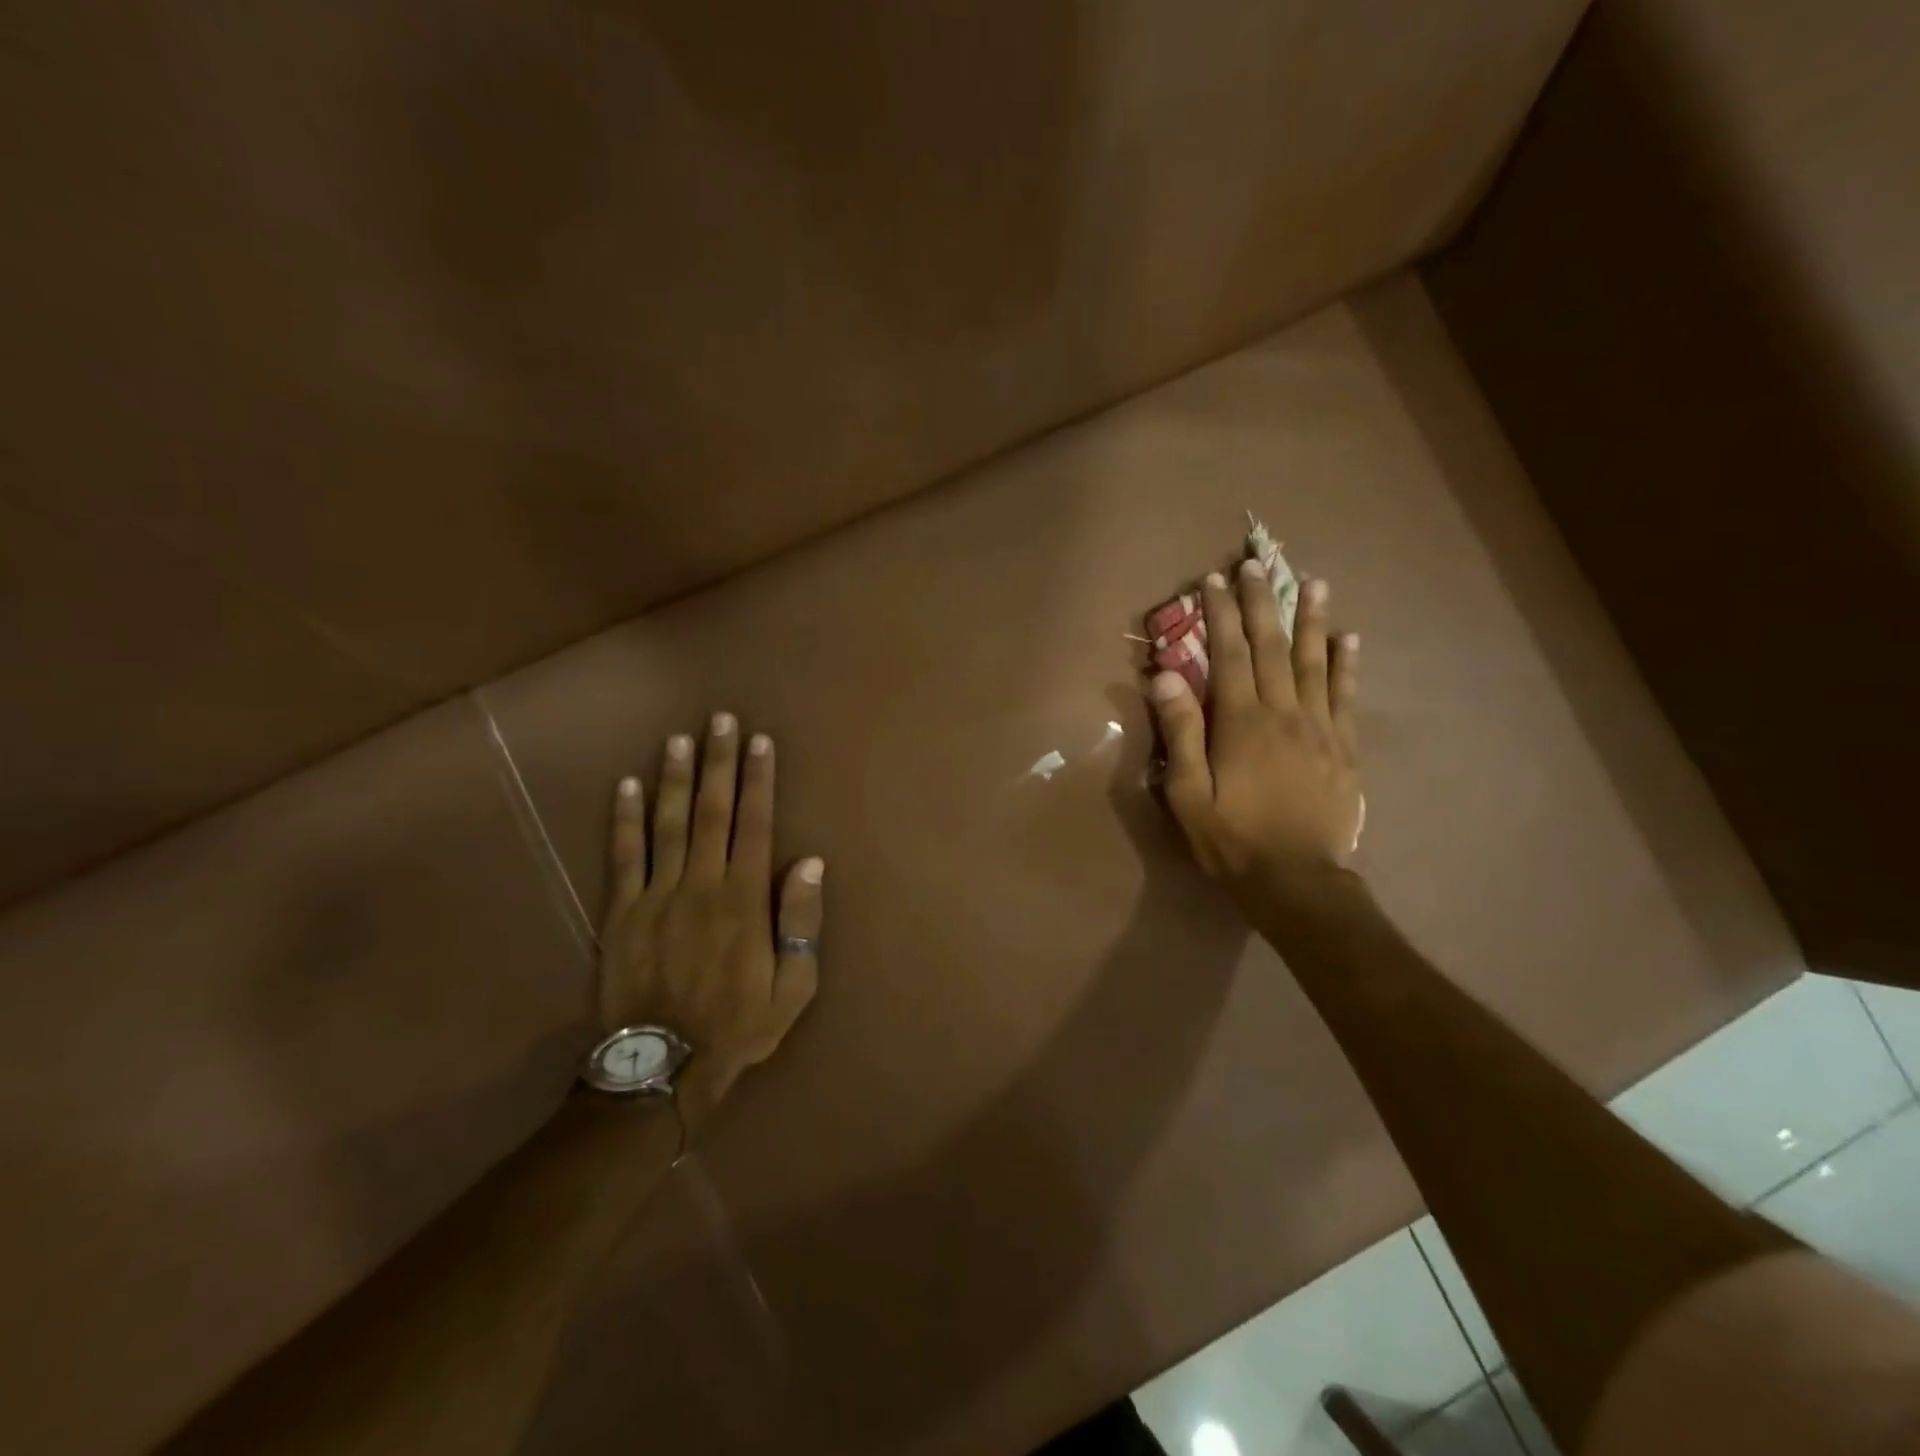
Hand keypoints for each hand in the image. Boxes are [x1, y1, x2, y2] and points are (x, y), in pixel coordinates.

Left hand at [598, 713, 823, 1138]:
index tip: (760, 742)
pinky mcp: (622, 912)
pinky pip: (623, 857)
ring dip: (673, 777)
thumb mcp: (794, 986)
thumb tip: (808, 861)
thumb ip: (801, 921)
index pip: (755, 824)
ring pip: (667, 823)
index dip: (758, 780)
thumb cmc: (739, 1025)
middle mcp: (701, 884)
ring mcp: (657, 895)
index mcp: (744, 899)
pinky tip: (626, 785)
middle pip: (711, 811)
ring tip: (679, 738)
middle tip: (720, 719)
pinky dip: (624, 819)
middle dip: (718, 762)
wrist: (664, 1066)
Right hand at [1148, 560, 1361, 891]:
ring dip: (1313, 619)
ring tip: (1314, 582)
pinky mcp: (1344, 747)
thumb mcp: (1186, 792)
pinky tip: (1350, 639)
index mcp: (1241, 722)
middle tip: (1258, 563)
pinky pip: (1347, 695)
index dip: (1221, 614)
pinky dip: (1347, 664)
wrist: (1296, 879)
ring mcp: (1320, 727)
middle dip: (1263, 602)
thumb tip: (1166, 675)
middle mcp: (1283, 713)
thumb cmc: (1230, 837)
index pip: (1230, 654)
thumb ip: (1179, 731)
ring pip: (1315, 661)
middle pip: (1273, 646)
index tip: (1214, 580)